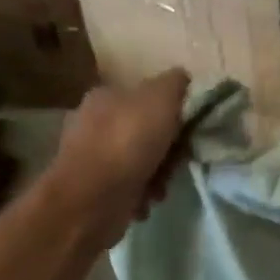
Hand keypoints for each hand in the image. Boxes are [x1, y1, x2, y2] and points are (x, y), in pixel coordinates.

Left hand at [48, 69, 190, 248]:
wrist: (91, 200)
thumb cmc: (127, 143)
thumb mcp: (160, 99)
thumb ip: (175, 84)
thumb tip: (183, 78)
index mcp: (106, 95)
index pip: (148, 97)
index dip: (174, 113)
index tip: (188, 131)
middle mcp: (95, 122)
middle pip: (148, 131)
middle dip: (168, 150)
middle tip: (177, 162)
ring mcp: (93, 157)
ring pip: (142, 162)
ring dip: (158, 176)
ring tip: (160, 187)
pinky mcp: (95, 189)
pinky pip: (131, 188)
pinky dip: (142, 195)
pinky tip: (145, 201)